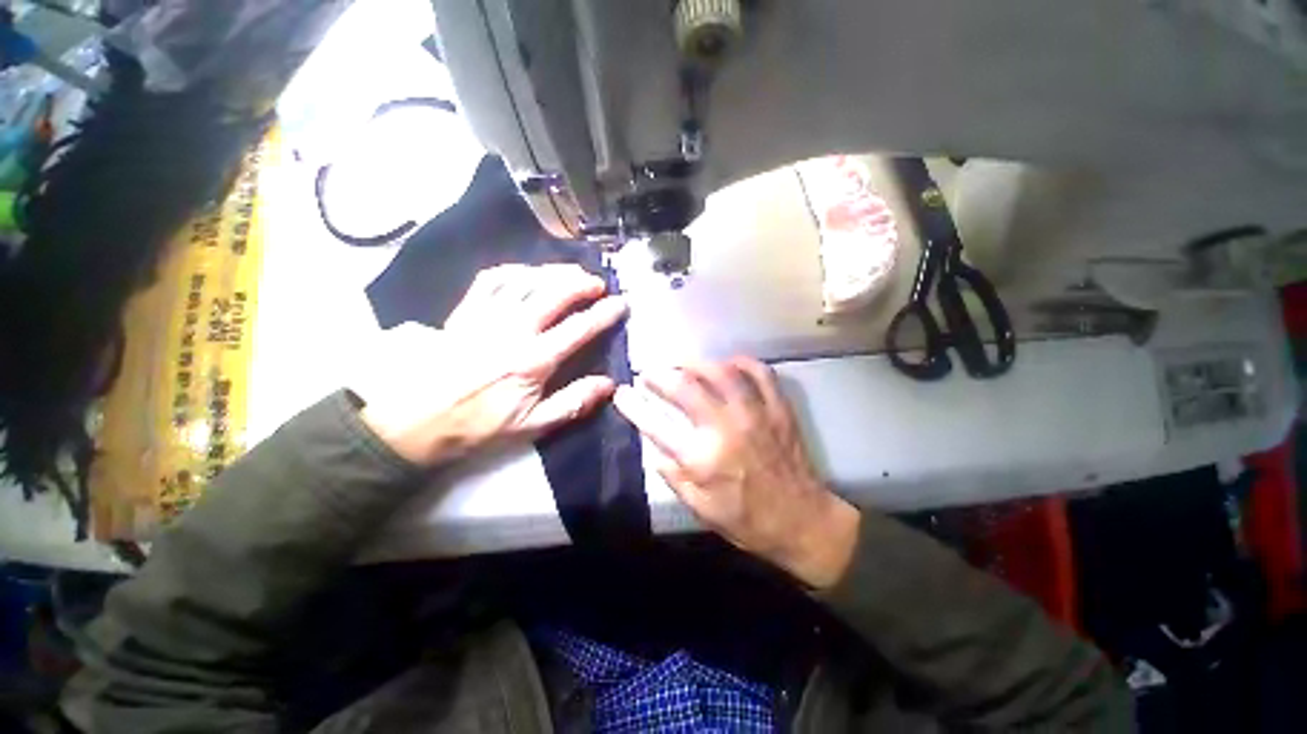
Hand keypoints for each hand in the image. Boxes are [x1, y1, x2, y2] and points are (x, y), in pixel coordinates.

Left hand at [355, 264, 627, 466]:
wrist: (413, 422)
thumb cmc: (477, 426)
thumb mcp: (531, 426)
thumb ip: (573, 403)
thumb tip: (609, 385)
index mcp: (533, 360)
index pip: (579, 328)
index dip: (604, 314)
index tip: (621, 304)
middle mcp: (513, 330)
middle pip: (554, 293)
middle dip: (581, 283)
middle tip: (598, 284)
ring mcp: (486, 316)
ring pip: (526, 280)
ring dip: (553, 272)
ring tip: (570, 273)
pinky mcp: (464, 312)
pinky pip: (491, 279)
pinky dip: (514, 270)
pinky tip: (526, 273)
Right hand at [613, 357, 859, 588]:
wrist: (802, 521)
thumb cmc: (747, 520)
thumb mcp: (700, 509)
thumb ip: (673, 476)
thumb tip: (654, 449)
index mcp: (703, 459)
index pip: (656, 425)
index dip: (633, 407)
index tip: (622, 393)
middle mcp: (726, 429)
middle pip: (685, 387)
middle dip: (660, 375)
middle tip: (650, 373)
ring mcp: (755, 414)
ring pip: (721, 372)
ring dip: (695, 362)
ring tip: (681, 362)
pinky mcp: (778, 409)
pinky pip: (759, 373)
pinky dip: (741, 362)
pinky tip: (728, 363)